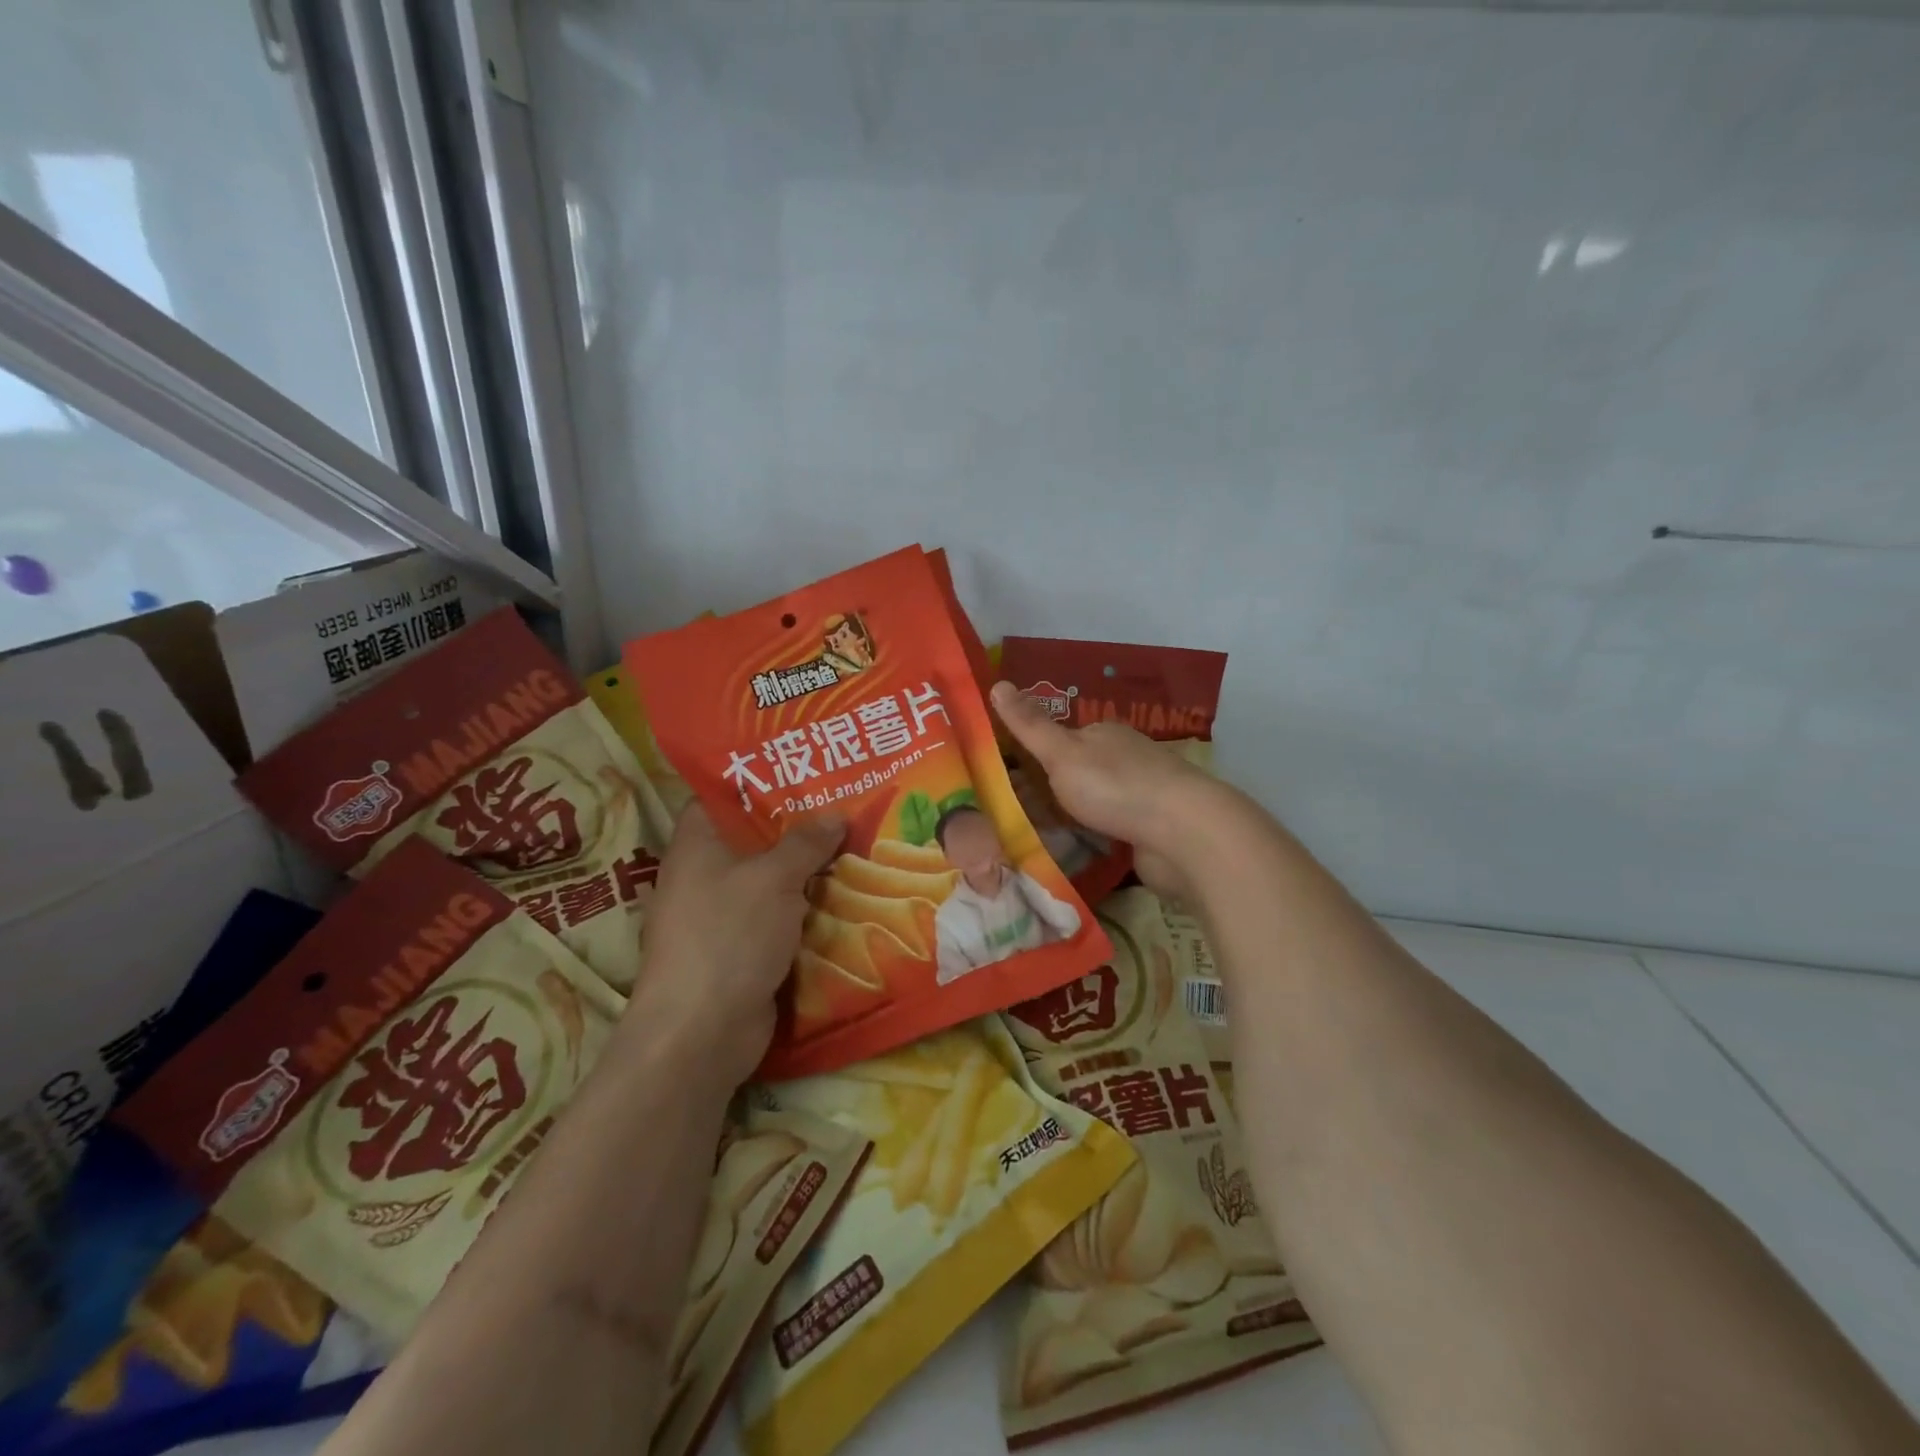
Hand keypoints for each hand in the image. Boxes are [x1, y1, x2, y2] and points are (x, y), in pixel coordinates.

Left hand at [631, 804, 843, 1085]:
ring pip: (769, 881)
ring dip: (806, 871)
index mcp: (696, 846)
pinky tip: (843, 897)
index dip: (756, 781)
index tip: (800, 770)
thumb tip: (834, 815)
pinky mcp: (739, 951)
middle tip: (842, 804)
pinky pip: (777, 918)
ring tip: (854, 845)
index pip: (719, 797)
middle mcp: (703, 876)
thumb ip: (805, 843)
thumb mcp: (773, 878)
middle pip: (751, 839)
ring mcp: (720, 917)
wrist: (701, 1032)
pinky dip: (804, 909)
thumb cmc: (729, 936)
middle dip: (796, 826)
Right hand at [991, 680, 1226, 900]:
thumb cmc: (1116, 786)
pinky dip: (1090, 839)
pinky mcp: (1150, 829)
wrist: (1184, 834)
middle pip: (1075, 773)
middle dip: (1047, 792)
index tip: (1002, 782)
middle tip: (1010, 817)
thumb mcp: (1062, 752)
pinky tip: (1070, 853)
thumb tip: (997, 683)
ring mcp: (1140, 794)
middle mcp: (1123, 758)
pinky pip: (1109, 831)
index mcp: (1103, 734)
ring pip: (1092, 804)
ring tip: (1032, 840)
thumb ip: (1029, 725)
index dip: (1031, 758)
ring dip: (1068, 819)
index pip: (1059, 739)